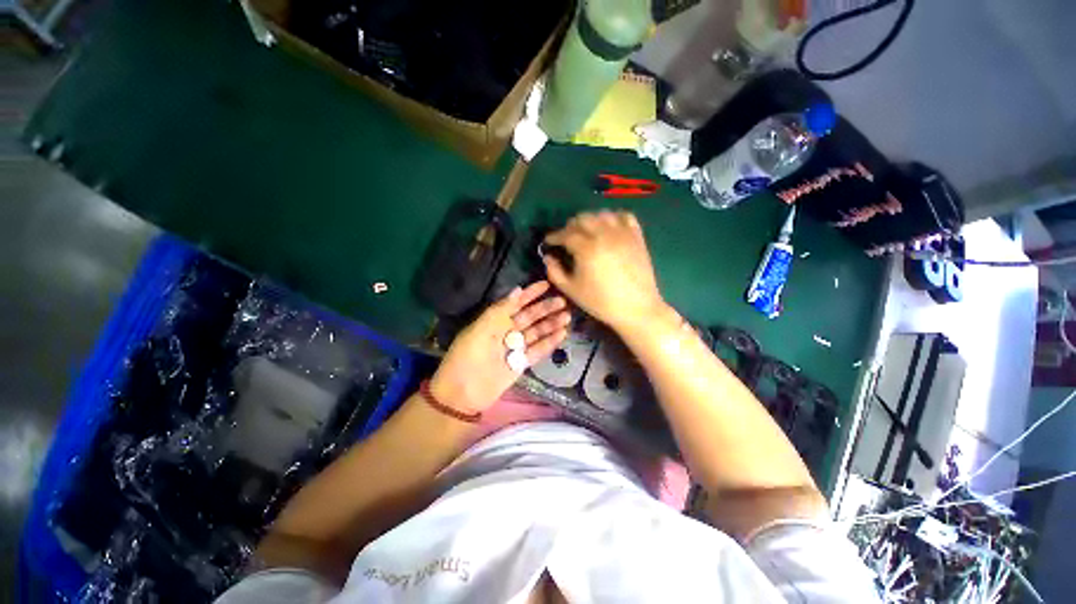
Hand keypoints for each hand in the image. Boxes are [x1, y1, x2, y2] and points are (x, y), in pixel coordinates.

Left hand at [429, 281, 569, 414]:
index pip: (516, 302)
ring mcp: (515, 347)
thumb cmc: (468, 355)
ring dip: (551, 324)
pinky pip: (538, 350)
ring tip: (566, 317)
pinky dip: (549, 342)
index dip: (531, 293)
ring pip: (537, 332)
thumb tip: (517, 290)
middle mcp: (507, 331)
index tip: (547, 284)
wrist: (462, 391)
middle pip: (530, 316)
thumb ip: (500, 309)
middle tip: (563, 302)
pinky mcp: (521, 363)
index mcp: (495, 320)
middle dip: (545, 308)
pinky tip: (562, 334)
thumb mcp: (481, 327)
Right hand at [543, 211, 665, 330]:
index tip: (549, 241)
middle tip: (566, 237)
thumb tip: (547, 257)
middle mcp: (604, 235)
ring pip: (602, 214)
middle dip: (570, 226)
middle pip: (582, 218)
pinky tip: (609, 228)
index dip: (554, 236)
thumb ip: (554, 272)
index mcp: (586, 248)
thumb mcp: (571, 290)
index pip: (566, 234)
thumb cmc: (601, 302)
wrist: (636, 308)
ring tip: (587, 232)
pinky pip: (624, 216)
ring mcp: (623, 233)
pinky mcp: (636, 236)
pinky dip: (613, 218)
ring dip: (590, 220)